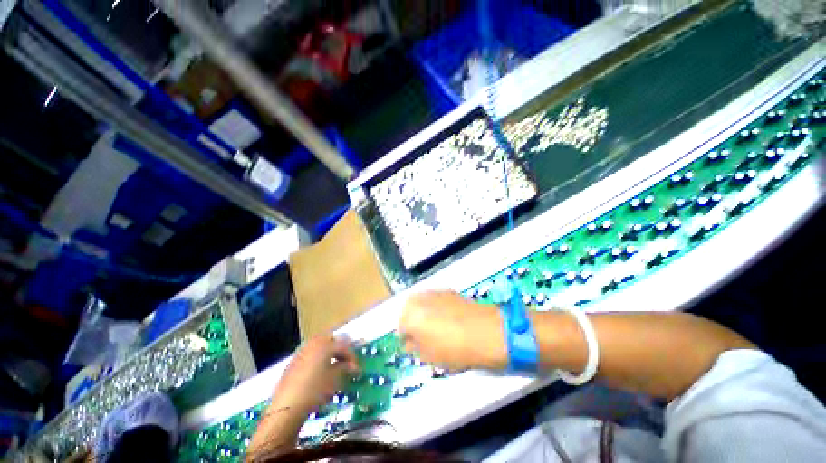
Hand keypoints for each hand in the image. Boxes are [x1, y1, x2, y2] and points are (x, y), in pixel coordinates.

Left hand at [272, 335, 358, 413]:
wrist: (287, 407)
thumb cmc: (315, 390)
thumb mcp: (334, 379)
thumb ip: (345, 368)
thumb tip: (352, 366)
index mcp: (325, 345)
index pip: (343, 346)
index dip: (352, 356)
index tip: (357, 368)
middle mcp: (313, 344)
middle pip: (330, 340)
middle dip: (339, 349)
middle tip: (346, 361)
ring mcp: (301, 352)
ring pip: (319, 345)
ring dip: (328, 352)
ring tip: (333, 365)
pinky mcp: (292, 362)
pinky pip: (309, 354)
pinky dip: (317, 358)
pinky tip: (319, 371)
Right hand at [399, 291, 506, 370]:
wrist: (486, 331)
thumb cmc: (454, 349)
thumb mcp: (429, 357)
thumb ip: (414, 347)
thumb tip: (410, 340)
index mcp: (410, 316)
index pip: (400, 327)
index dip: (407, 338)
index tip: (415, 346)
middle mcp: (418, 299)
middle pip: (408, 310)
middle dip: (413, 321)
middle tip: (424, 336)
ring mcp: (434, 292)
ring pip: (421, 302)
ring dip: (423, 312)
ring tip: (437, 326)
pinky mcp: (448, 290)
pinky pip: (434, 299)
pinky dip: (435, 307)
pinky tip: (448, 318)